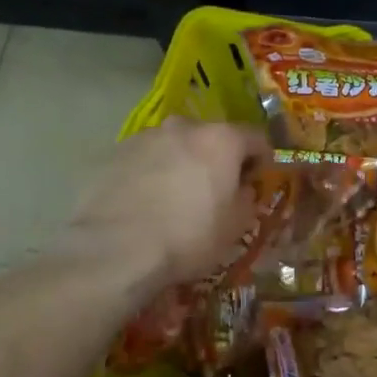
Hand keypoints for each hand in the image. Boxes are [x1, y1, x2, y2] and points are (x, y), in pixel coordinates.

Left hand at [64, 117, 269, 294]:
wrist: (115, 249)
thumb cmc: (188, 236)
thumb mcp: (235, 227)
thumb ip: (247, 199)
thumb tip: (243, 189)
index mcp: (221, 139)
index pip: (255, 138)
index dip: (261, 160)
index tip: (257, 181)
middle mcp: (184, 126)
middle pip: (212, 137)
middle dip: (218, 159)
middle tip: (216, 190)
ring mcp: (146, 136)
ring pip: (176, 145)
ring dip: (184, 163)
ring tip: (176, 197)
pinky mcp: (116, 152)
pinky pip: (147, 158)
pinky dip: (154, 172)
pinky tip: (148, 201)